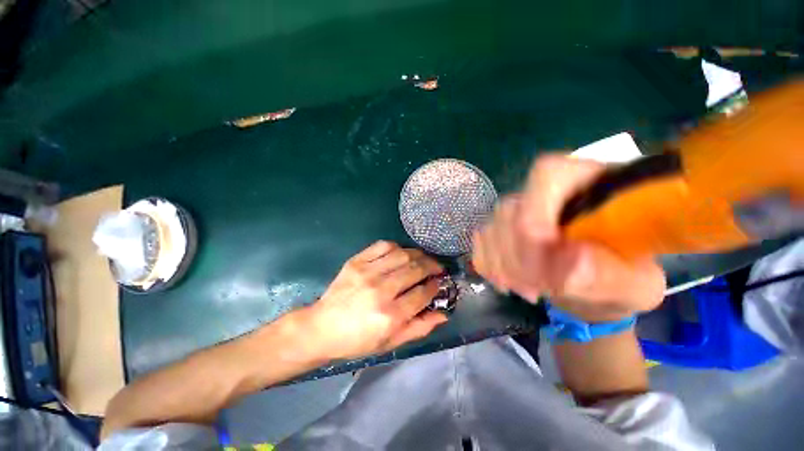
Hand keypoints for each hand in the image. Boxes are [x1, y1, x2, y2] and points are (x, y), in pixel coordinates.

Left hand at [305, 241, 447, 360]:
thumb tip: (443, 313)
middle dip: (432, 266)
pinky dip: (397, 247)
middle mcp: (381, 290)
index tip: (439, 283)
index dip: (435, 286)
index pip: (423, 293)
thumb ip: (419, 328)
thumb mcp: (390, 342)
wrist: (322, 328)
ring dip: (418, 255)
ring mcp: (367, 272)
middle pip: (415, 269)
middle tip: (437, 268)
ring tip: (423, 259)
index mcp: (390, 315)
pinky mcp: (356, 261)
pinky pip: (383, 246)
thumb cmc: (357, 340)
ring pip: (403, 255)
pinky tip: (401, 253)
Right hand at [472, 154, 665, 321]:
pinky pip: (481, 243)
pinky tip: (508, 282)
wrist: (595, 285)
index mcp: (587, 185)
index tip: (545, 247)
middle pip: (509, 210)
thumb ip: (612, 275)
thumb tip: (574, 262)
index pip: (546, 175)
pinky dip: (489, 265)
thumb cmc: (623, 277)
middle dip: (519, 255)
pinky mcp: (500, 229)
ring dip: (504, 266)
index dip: (536, 209)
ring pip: (490, 228)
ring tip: (532, 291)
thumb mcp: (635, 284)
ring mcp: (517, 210)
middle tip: (540, 289)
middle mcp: (543, 192)